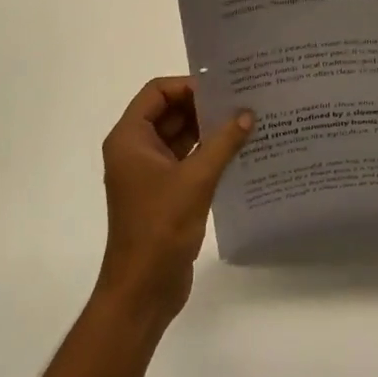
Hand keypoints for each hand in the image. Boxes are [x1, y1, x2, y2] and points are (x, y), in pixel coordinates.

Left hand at [95, 77, 253, 330]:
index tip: (223, 88)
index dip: (188, 85)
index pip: (157, 92)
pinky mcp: (165, 192)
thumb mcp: (195, 179)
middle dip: (203, 106)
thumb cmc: (160, 228)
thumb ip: (222, 143)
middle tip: (243, 99)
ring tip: (247, 120)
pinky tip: (240, 151)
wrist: (143, 290)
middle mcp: (136, 150)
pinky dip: (209, 152)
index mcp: (130, 139)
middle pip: (170, 111)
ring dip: (209, 129)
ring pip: (181, 136)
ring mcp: (150, 172)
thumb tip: (248, 113)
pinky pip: (187, 160)